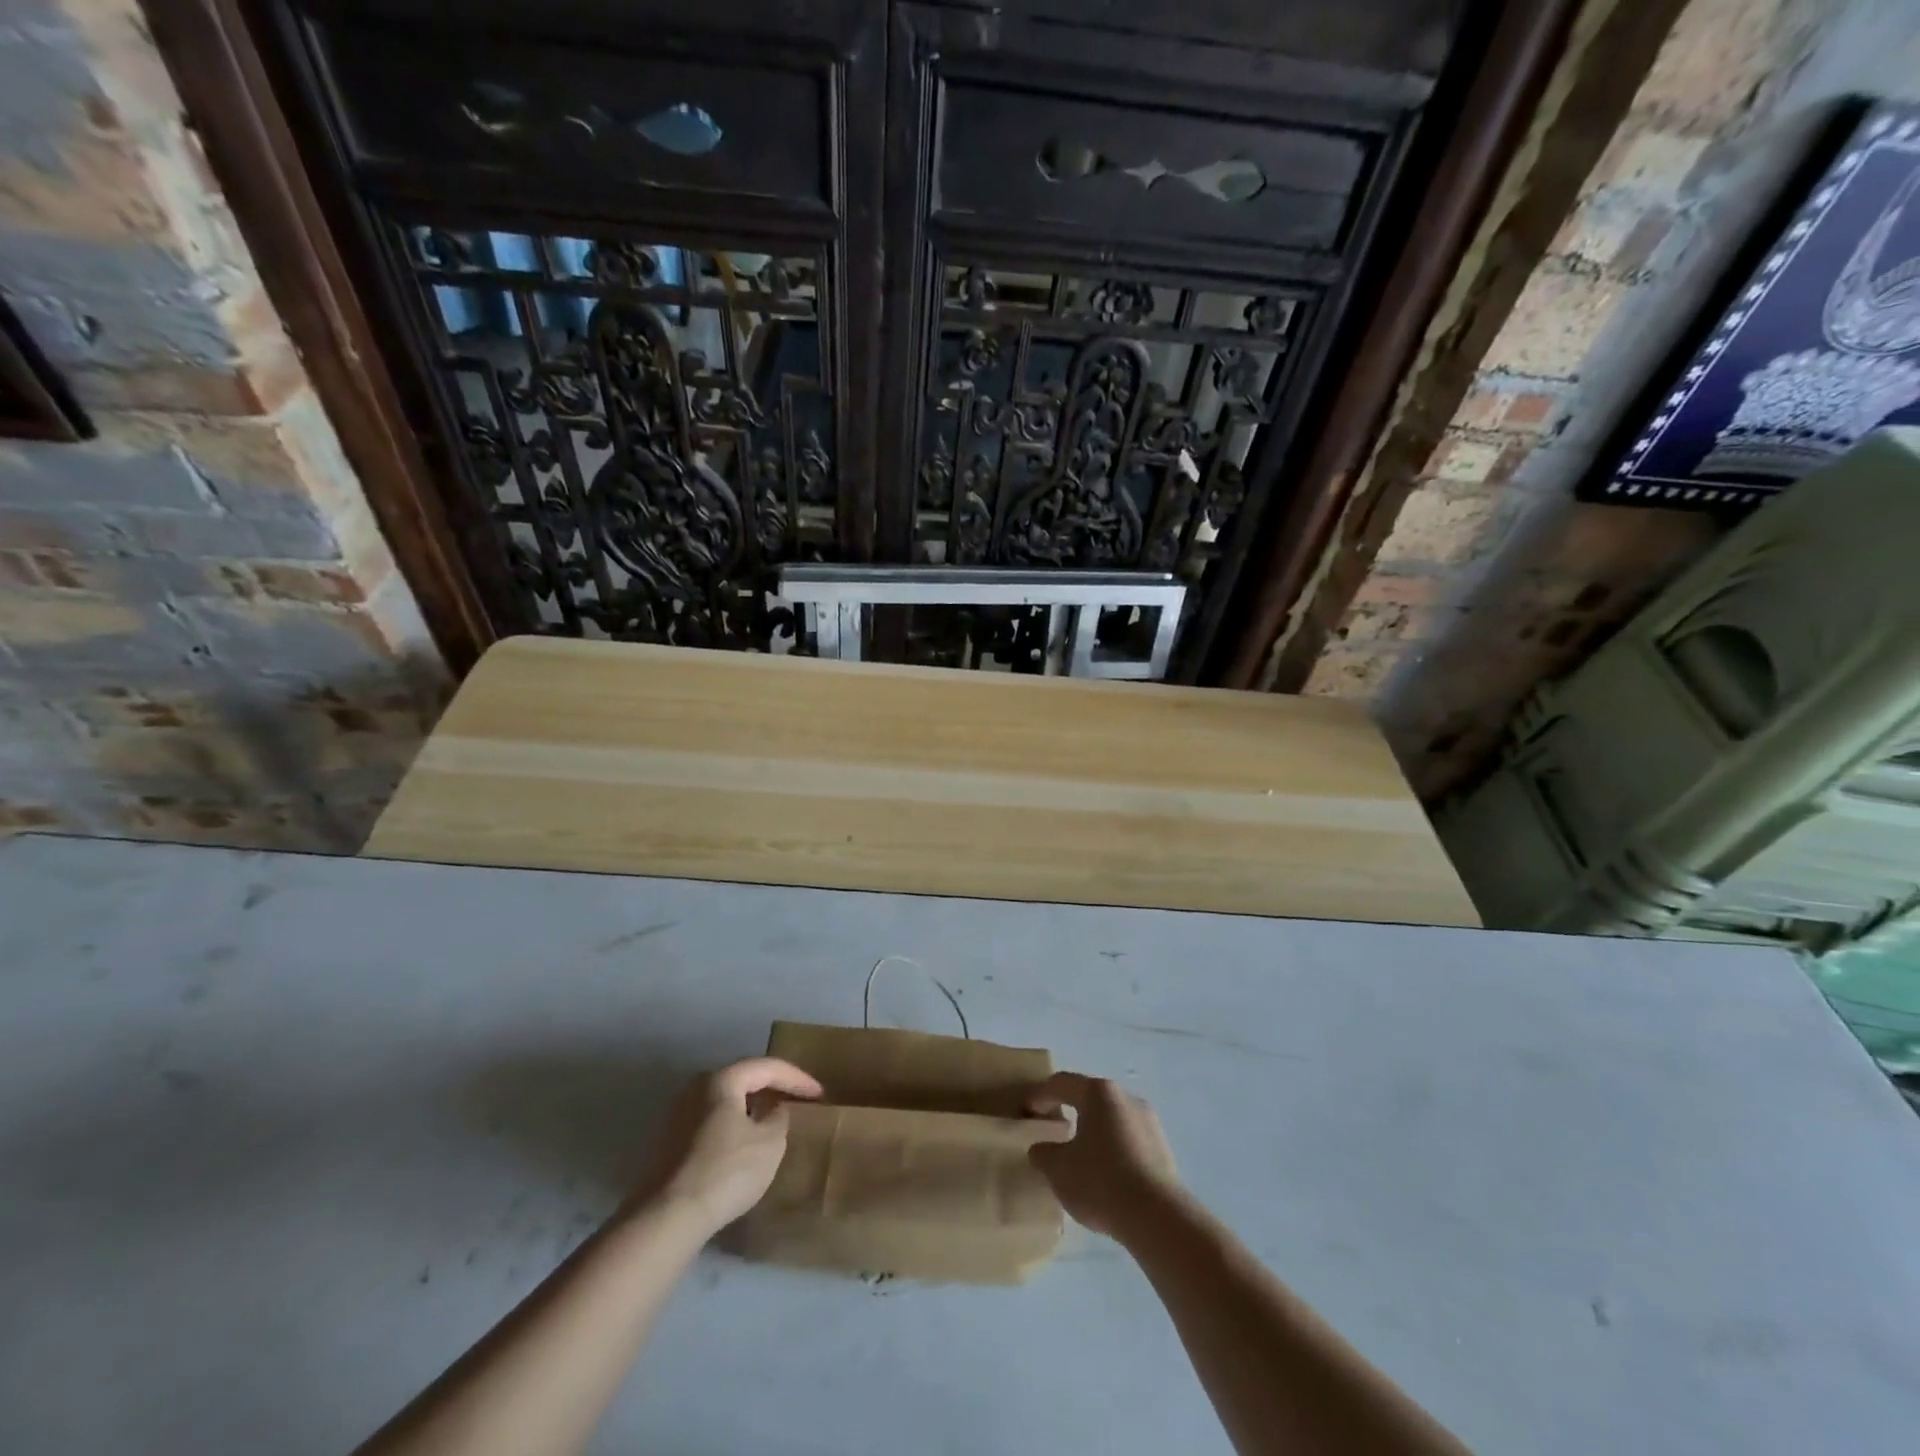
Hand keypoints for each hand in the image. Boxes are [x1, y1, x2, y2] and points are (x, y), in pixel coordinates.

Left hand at [631, 1058, 822, 1234]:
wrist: (667, 1218)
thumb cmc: (726, 1171)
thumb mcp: (770, 1143)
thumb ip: (780, 1118)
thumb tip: (775, 1110)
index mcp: (721, 1080)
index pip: (767, 1067)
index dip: (797, 1078)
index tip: (820, 1094)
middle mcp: (696, 1088)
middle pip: (743, 1080)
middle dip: (773, 1089)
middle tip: (798, 1100)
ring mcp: (678, 1116)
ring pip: (726, 1103)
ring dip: (752, 1109)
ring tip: (775, 1122)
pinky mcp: (670, 1144)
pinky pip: (712, 1123)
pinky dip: (734, 1126)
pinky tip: (746, 1146)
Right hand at [1027, 1072, 1178, 1239]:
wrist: (1157, 1216)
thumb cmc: (1100, 1181)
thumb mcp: (1058, 1169)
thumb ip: (1044, 1153)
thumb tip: (1041, 1148)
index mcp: (1098, 1093)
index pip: (1062, 1084)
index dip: (1040, 1095)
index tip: (1027, 1110)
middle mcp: (1126, 1098)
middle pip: (1091, 1098)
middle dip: (1070, 1110)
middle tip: (1053, 1127)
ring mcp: (1149, 1122)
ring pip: (1112, 1120)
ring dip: (1094, 1132)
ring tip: (1080, 1155)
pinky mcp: (1164, 1149)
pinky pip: (1130, 1141)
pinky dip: (1113, 1150)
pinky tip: (1106, 1175)